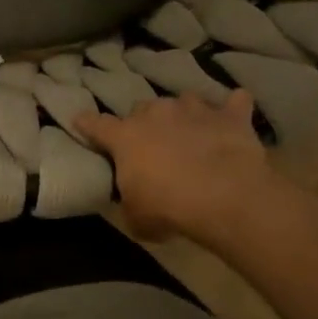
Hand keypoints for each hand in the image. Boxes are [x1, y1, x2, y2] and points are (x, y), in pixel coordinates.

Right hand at [76, 90, 278, 241]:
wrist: (224, 196)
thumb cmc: (168, 207)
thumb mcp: (136, 217)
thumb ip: (130, 203)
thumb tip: (134, 204)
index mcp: (125, 136)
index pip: (96, 125)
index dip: (87, 124)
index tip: (81, 121)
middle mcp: (156, 113)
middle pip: (143, 109)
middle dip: (145, 123)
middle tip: (153, 145)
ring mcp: (194, 109)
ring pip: (184, 100)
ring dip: (185, 115)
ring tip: (192, 132)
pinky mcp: (229, 116)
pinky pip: (234, 102)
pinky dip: (233, 108)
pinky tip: (236, 113)